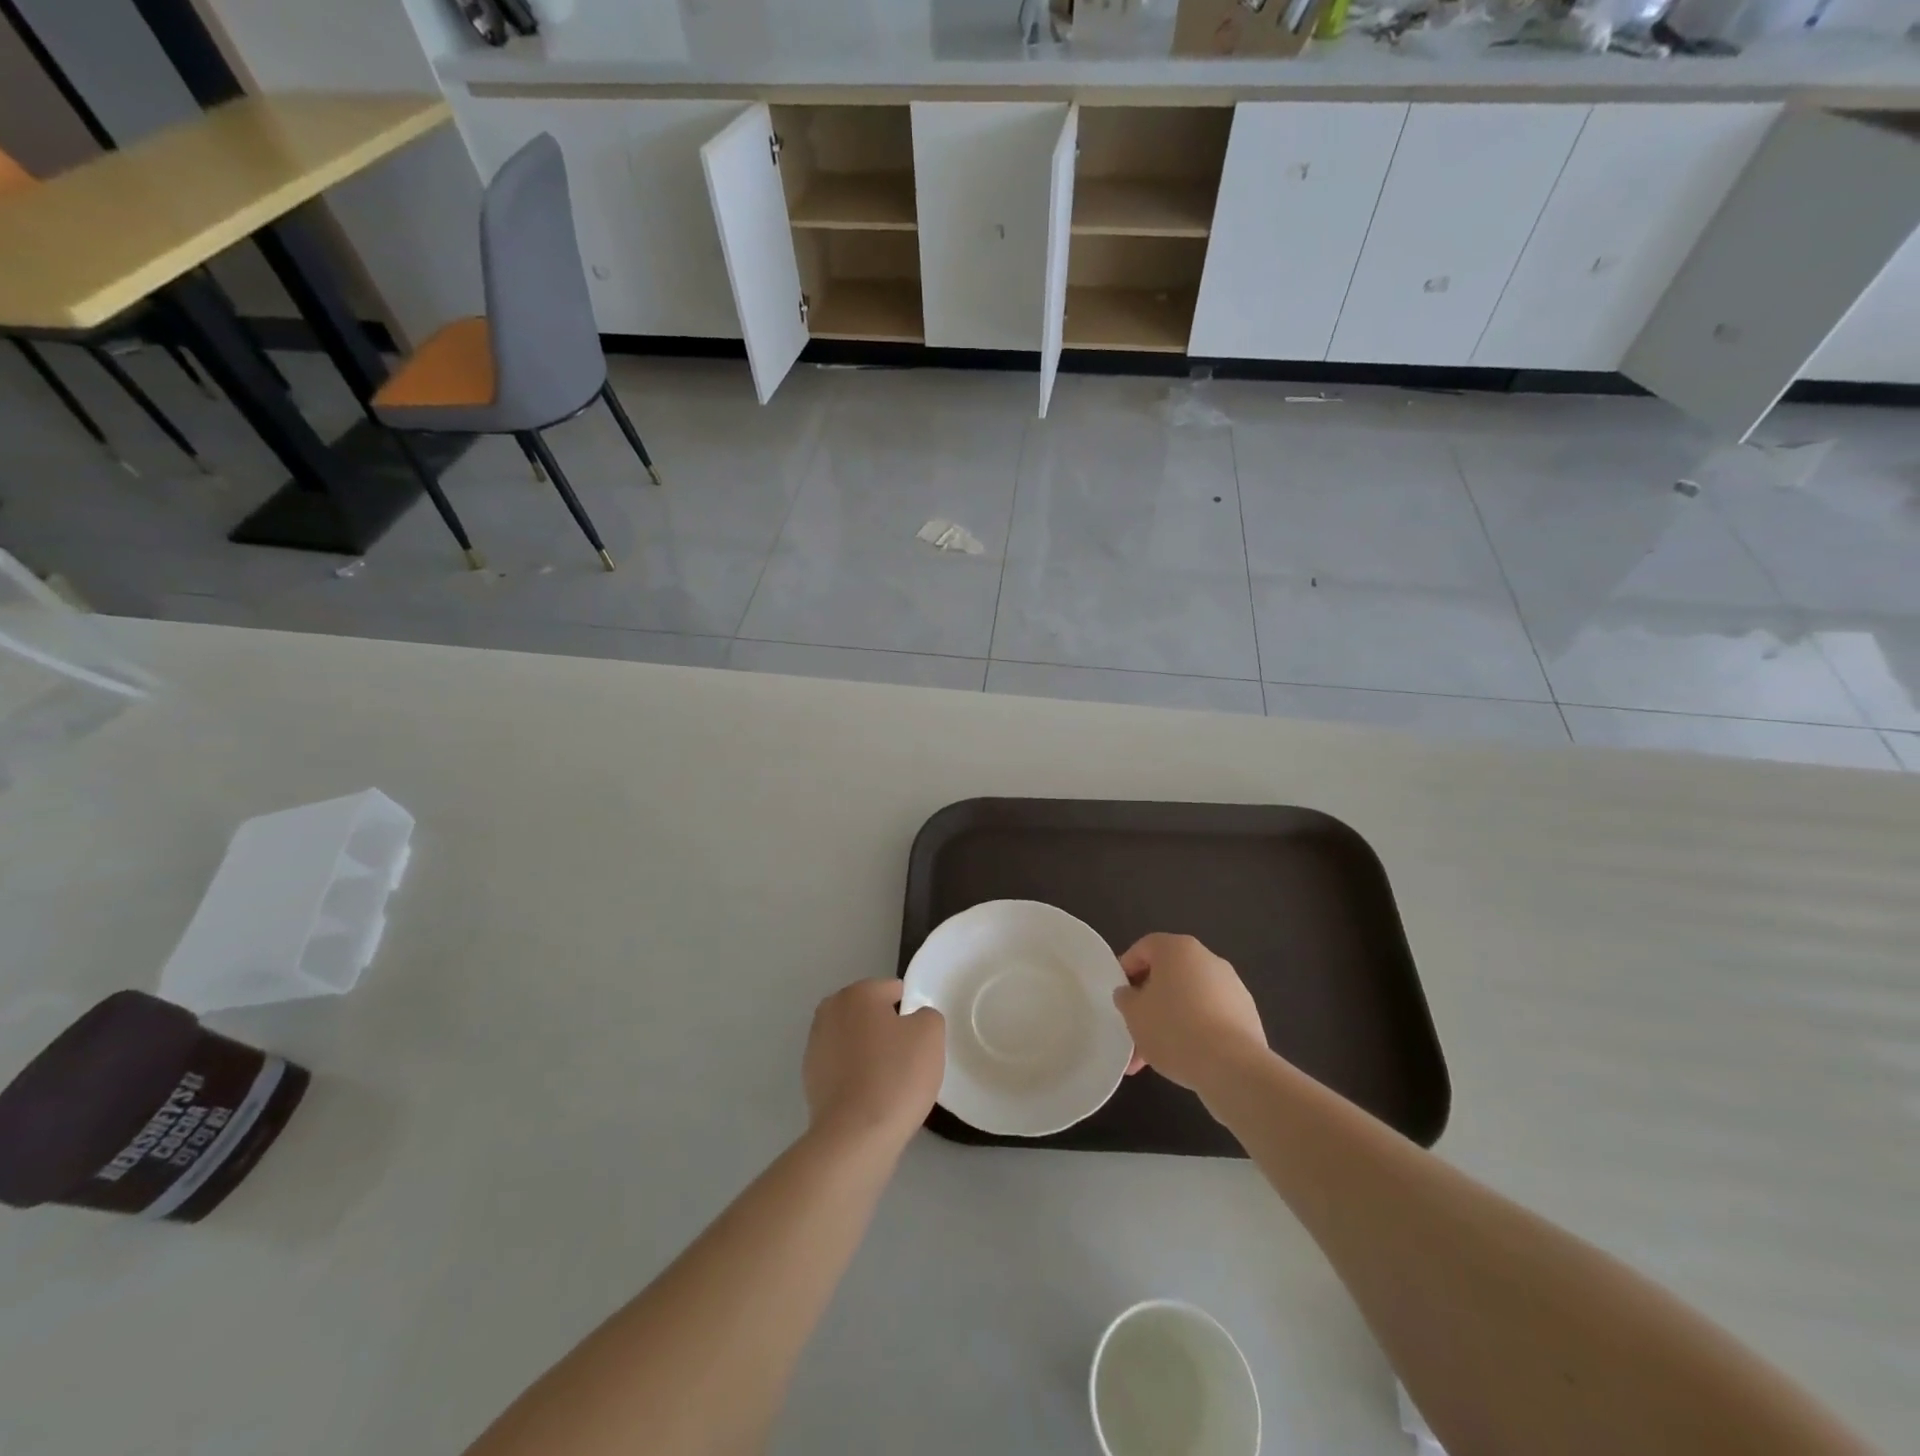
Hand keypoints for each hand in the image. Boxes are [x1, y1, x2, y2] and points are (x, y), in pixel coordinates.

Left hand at [803, 980, 944, 1147]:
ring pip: (855, 1040)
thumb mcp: (931, 1035)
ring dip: (870, 1053)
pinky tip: (871, 1098)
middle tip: (907, 1059)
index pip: (894, 990)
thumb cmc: (896, 1076)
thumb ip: (927, 1015)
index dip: (912, 1013)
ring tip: (889, 1083)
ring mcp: (815, 1045)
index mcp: (858, 993)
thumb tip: (913, 1021)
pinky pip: (843, 1067)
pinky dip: (856, 1076)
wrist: (855, 1136)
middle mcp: (830, 1010)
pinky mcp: (810, 1078)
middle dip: (888, 1030)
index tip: (920, 1040)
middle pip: (870, 1014)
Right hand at [1113, 933, 1267, 1094]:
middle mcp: (1207, 959)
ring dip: (1170, 1022)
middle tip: (1134, 1030)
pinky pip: (1211, 1017)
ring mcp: (1232, 987)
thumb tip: (1130, 993)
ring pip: (1189, 1000)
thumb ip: (1125, 998)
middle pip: (1168, 976)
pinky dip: (1195, 1032)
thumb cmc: (1173, 1029)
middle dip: (1149, 1004)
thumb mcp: (1133, 1013)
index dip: (1127, 969)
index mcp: (1178, 949)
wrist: (1233, 1067)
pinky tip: (1183, 1060)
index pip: (1144, 948)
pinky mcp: (1246, 1014)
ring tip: (1153, 1058)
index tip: (1120, 996)